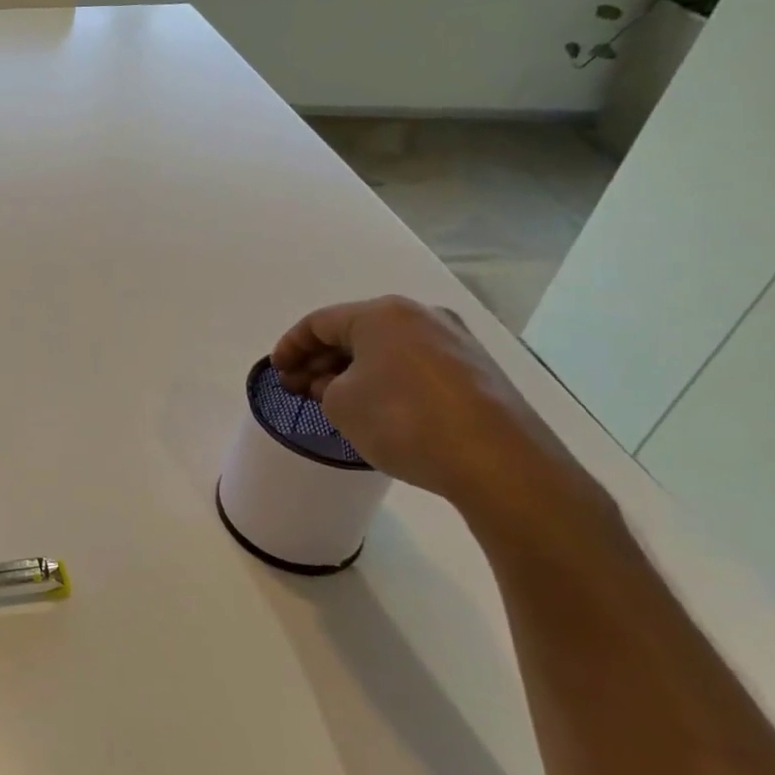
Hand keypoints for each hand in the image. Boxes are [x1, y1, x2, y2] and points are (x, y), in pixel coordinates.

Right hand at [271, 296, 578, 528]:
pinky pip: (416, 366)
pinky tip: (378, 407)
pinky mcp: (478, 371)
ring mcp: (455, 341)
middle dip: (322, 359)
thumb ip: (325, 387)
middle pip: (355, 332)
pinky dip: (388, 379)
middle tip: (299, 388)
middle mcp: (421, 315)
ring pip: (387, 349)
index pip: (319, 322)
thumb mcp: (340, 404)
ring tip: (335, 401)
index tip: (276, 372)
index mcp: (381, 313)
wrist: (498, 462)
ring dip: (355, 370)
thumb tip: (337, 383)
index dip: (290, 346)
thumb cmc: (403, 420)